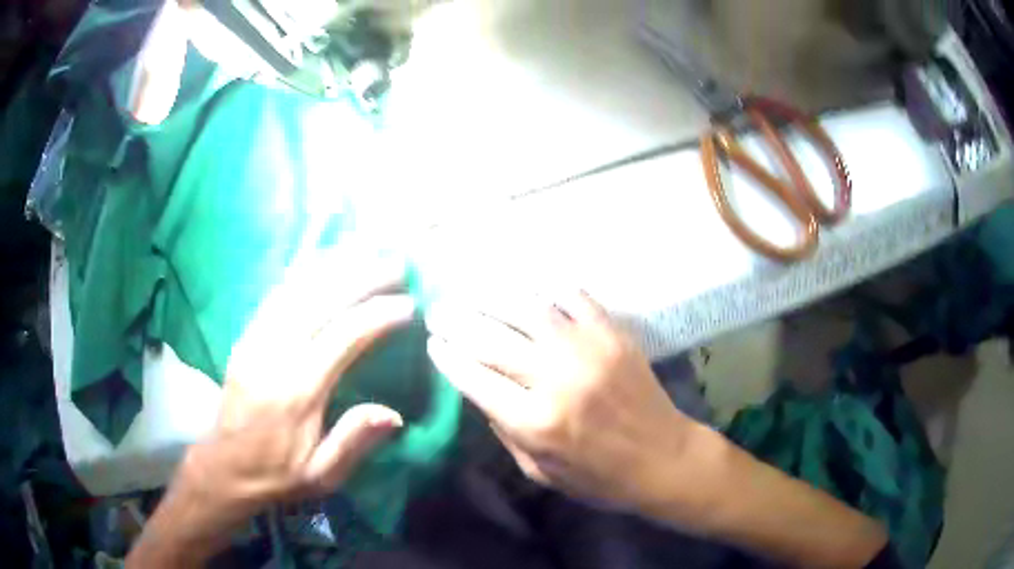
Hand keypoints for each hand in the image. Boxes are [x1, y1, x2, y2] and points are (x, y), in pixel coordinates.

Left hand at [183, 249, 414, 527]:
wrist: (225, 466)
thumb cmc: (278, 473)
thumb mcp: (322, 475)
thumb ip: (354, 443)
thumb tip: (394, 413)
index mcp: (297, 392)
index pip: (343, 338)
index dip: (378, 316)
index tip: (408, 306)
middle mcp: (274, 356)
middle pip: (320, 301)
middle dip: (362, 277)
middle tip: (396, 266)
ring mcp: (255, 340)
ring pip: (297, 289)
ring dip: (335, 266)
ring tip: (368, 253)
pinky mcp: (245, 336)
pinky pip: (276, 294)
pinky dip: (305, 272)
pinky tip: (326, 262)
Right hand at [425, 291, 699, 511]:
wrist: (663, 458)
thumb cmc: (600, 477)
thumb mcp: (540, 472)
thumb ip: (505, 430)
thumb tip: (481, 390)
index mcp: (535, 422)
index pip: (474, 377)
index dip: (447, 357)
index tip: (433, 343)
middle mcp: (556, 379)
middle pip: (491, 339)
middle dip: (456, 321)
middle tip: (438, 311)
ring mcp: (588, 349)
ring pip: (527, 308)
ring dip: (491, 296)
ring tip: (471, 290)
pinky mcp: (613, 334)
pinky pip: (574, 296)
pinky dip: (546, 287)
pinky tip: (527, 286)